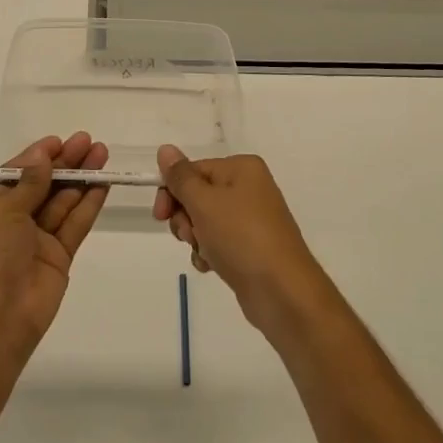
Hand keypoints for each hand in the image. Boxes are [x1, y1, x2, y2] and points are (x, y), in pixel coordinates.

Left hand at [0, 132, 109, 363]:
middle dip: (65, 162)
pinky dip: (88, 203)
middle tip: (89, 141)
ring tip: (102, 153)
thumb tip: (42, 154)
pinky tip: (103, 183)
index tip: (60, 141)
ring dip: (81, 178)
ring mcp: (37, 240)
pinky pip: (75, 224)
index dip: (38, 157)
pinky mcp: (59, 257)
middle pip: (43, 184)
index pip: (16, 174)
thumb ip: (29, 182)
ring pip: (62, 201)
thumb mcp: (2, 210)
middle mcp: (12, 221)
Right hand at [153, 146, 329, 335]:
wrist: (283, 293)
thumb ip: (180, 177)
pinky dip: (209, 252)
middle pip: (198, 195)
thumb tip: (165, 149)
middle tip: (187, 235)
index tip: (160, 215)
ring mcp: (252, 219)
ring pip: (205, 221)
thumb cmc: (241, 237)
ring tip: (204, 252)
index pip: (193, 169)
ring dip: (196, 237)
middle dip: (185, 217)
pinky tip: (212, 266)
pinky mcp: (251, 248)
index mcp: (242, 168)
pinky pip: (219, 242)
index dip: (172, 190)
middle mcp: (249, 188)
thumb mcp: (204, 202)